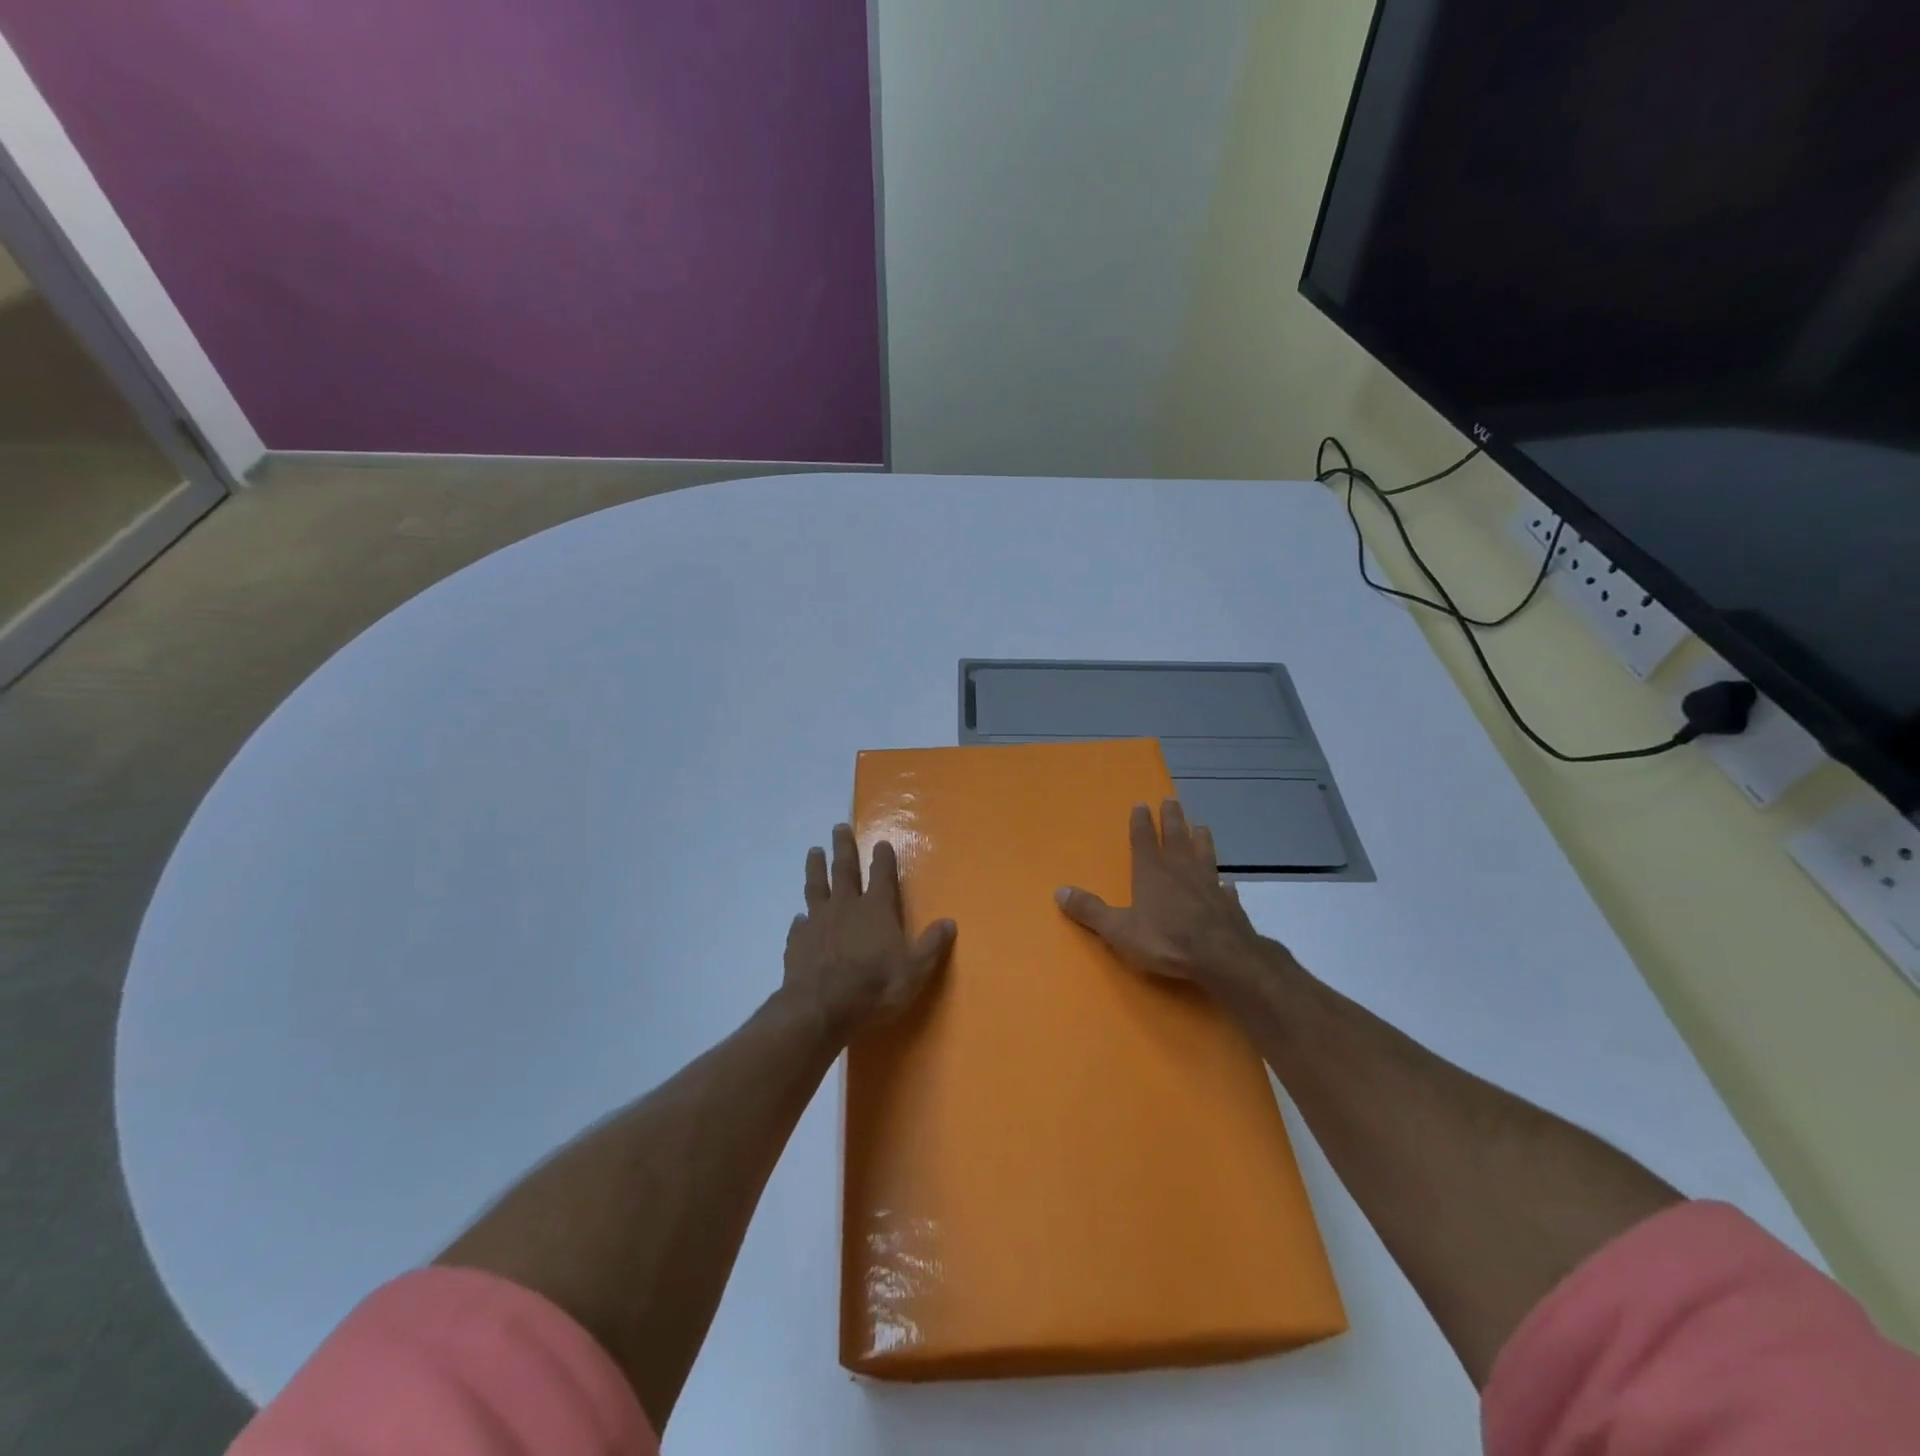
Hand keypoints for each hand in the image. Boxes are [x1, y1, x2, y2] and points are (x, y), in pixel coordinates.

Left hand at [783, 824, 957, 1035]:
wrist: (821, 1009)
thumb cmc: (875, 987)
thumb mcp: (915, 970)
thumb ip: (931, 945)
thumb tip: (950, 922)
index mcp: (876, 909)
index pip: (882, 874)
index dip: (883, 857)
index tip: (881, 842)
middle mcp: (846, 906)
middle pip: (844, 869)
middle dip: (843, 847)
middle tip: (839, 827)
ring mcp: (818, 922)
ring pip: (816, 886)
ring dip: (816, 868)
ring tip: (814, 851)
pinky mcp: (797, 942)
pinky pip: (799, 924)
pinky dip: (801, 919)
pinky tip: (799, 918)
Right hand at [1056, 799, 1274, 993]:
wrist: (1222, 958)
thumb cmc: (1166, 940)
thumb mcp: (1119, 930)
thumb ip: (1090, 910)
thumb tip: (1059, 891)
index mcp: (1152, 871)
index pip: (1144, 839)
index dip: (1141, 821)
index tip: (1141, 804)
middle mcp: (1180, 870)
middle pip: (1176, 836)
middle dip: (1172, 817)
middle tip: (1172, 799)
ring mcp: (1208, 884)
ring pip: (1204, 853)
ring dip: (1201, 839)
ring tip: (1201, 826)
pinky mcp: (1228, 904)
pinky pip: (1224, 888)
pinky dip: (1223, 882)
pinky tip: (1227, 882)